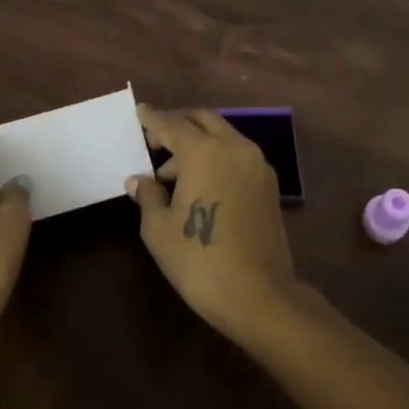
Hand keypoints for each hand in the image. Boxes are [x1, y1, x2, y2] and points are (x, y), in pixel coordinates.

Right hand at [127, 105, 296, 341]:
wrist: (259, 296)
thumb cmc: (200, 260)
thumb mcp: (159, 229)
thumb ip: (148, 196)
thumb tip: (139, 180)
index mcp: (205, 152)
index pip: (172, 124)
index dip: (152, 119)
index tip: (140, 112)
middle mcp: (235, 148)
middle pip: (203, 120)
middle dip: (179, 124)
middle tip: (155, 140)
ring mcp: (257, 165)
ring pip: (223, 136)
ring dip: (198, 143)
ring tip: (172, 174)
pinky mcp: (269, 185)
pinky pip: (237, 155)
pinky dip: (217, 157)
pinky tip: (201, 184)